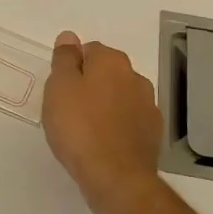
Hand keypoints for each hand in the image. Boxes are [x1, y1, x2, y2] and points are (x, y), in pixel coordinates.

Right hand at [42, 32, 162, 203]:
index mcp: (111, 61)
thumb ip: (64, 59)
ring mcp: (148, 105)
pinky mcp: (153, 132)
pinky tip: (103, 144)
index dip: (72, 68)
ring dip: (105, 106)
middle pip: (106, 73)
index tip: (60, 91)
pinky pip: (130, 120)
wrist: (116, 176)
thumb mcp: (59, 88)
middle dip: (90, 85)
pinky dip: (118, 126)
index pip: (89, 50)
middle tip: (69, 110)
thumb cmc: (79, 128)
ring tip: (85, 131)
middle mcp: (135, 77)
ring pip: (120, 97)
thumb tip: (69, 37)